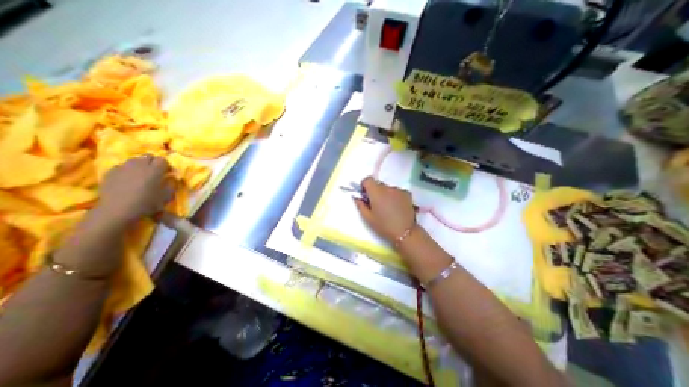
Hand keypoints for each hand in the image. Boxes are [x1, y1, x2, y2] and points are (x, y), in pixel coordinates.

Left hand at [98, 156, 174, 224]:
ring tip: (141, 174)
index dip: (166, 165)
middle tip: (154, 172)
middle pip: (148, 156)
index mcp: (155, 169)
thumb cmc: (147, 202)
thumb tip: (173, 177)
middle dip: (152, 162)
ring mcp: (123, 167)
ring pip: (134, 160)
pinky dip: (127, 170)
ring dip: (140, 165)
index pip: (163, 160)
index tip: (166, 172)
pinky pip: (122, 166)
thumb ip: (173, 184)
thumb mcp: (167, 196)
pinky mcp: (111, 171)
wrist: (117, 209)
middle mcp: (140, 164)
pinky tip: (127, 179)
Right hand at [352, 175, 416, 243]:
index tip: (365, 195)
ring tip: (389, 208)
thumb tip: (356, 197)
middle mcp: (387, 188)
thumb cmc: (383, 226)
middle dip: (375, 192)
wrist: (405, 232)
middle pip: (378, 185)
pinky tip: (397, 208)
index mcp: (376, 192)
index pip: (368, 179)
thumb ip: (360, 205)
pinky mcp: (407, 194)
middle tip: (377, 205)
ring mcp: (399, 190)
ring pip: (388, 189)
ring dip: (386, 195)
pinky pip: (397, 192)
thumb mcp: (368, 218)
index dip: (364, 186)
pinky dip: (395, 197)